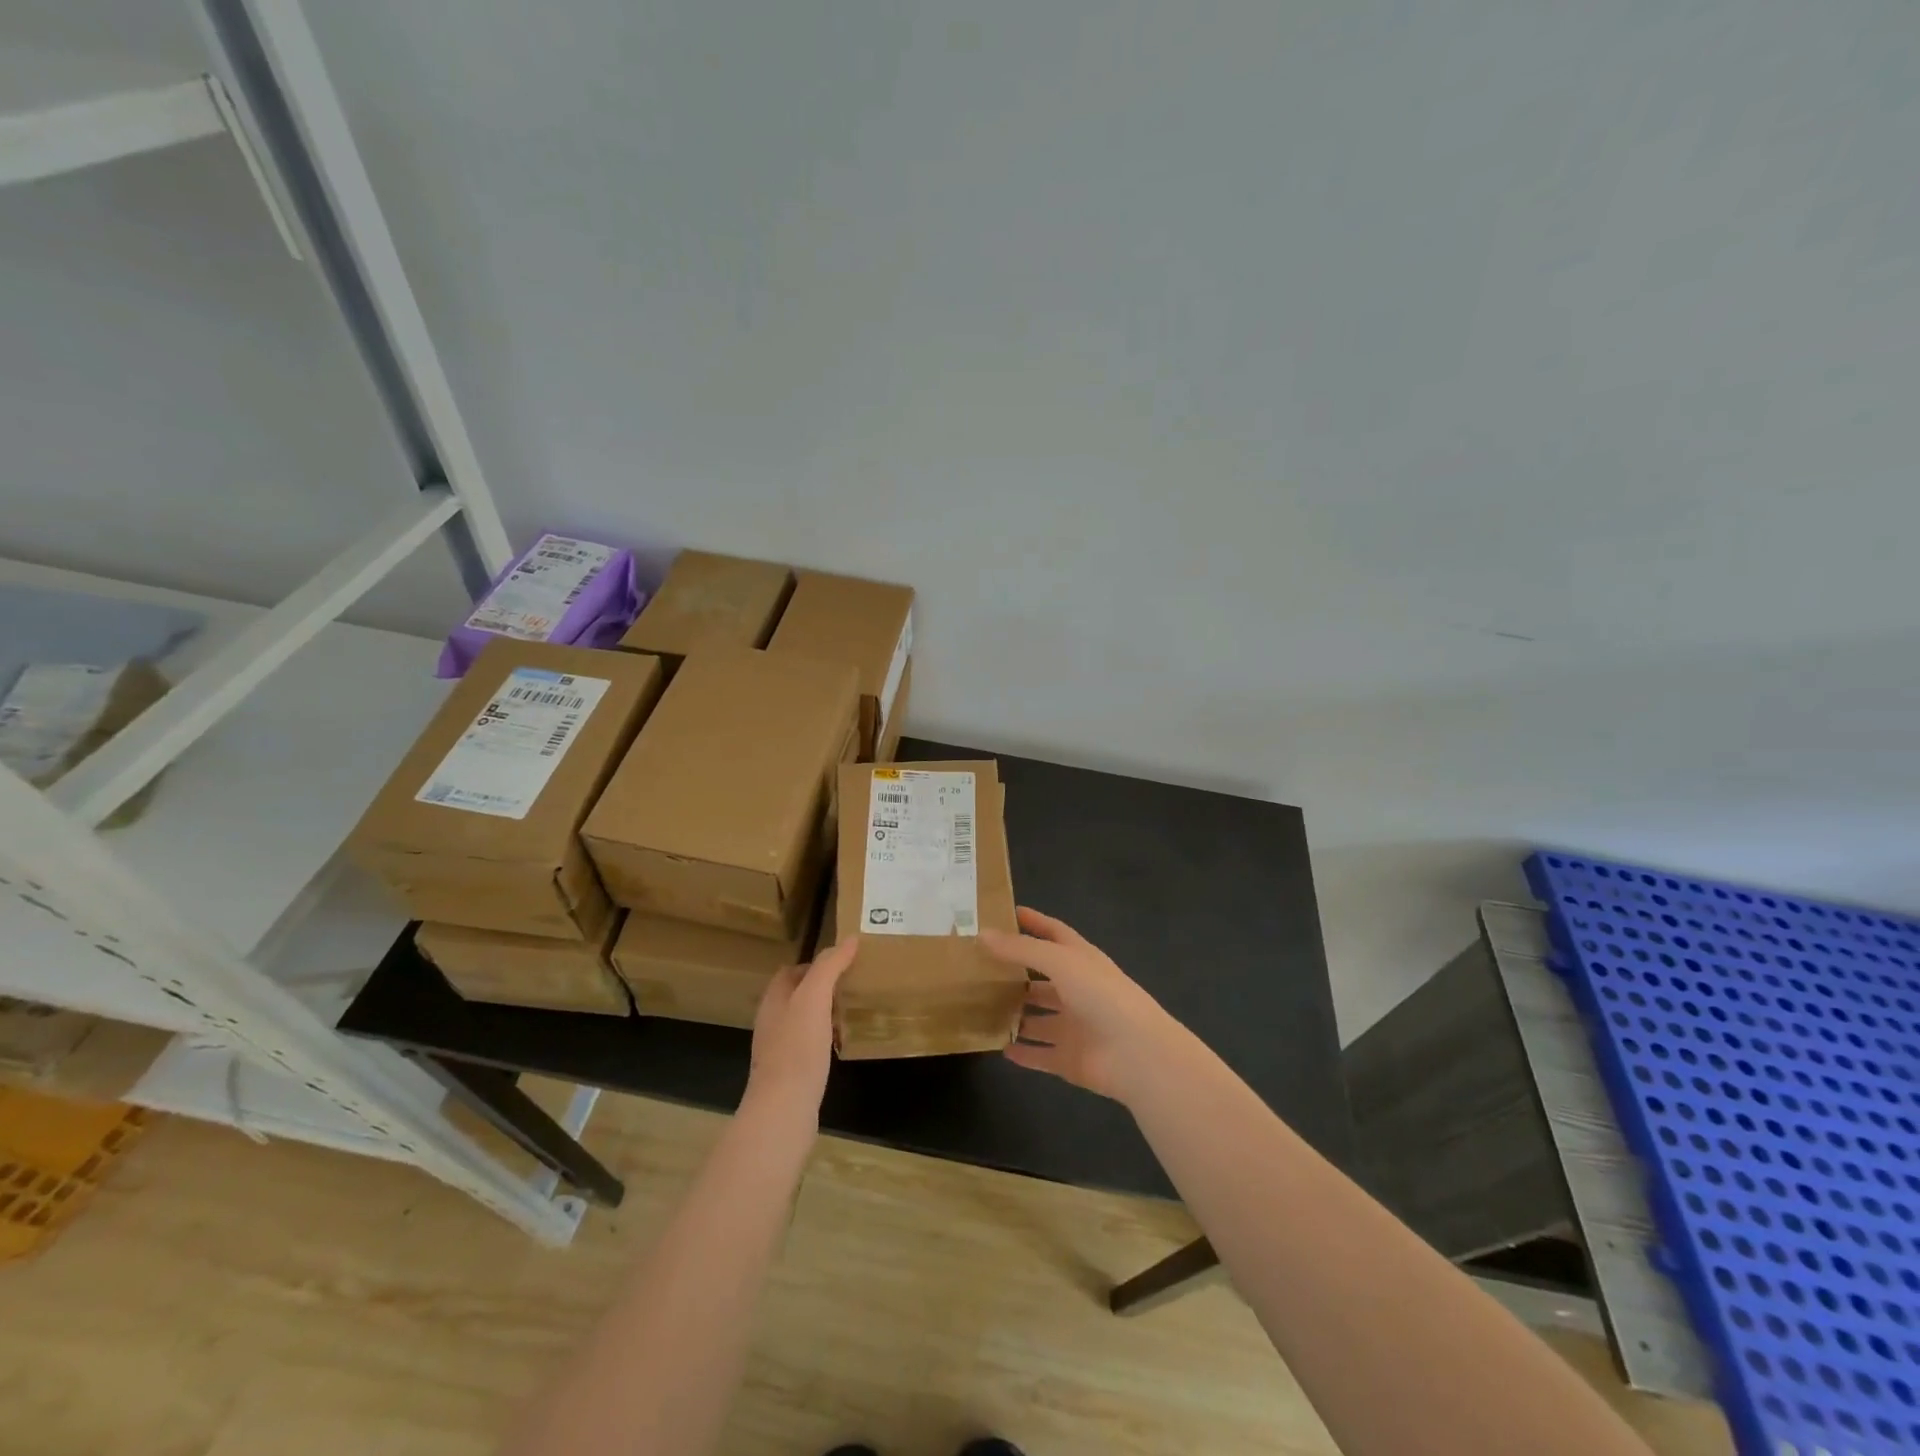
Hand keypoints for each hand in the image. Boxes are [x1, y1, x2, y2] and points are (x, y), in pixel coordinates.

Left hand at [744, 936, 857, 1118]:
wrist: (783, 1110)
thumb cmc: (797, 1049)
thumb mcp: (814, 998)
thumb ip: (829, 967)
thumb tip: (849, 939)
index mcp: (773, 1000)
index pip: (790, 971)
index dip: (815, 963)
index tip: (844, 962)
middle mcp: (772, 1022)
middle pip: (796, 995)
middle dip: (821, 987)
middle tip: (853, 983)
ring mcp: (779, 1050)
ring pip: (803, 1021)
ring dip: (824, 1013)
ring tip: (851, 1009)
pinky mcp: (791, 1073)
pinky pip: (809, 1046)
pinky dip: (825, 1038)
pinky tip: (842, 1043)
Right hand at [981, 908, 1176, 1103]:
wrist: (1137, 1055)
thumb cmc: (1101, 995)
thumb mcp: (1059, 961)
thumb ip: (1021, 949)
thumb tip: (981, 933)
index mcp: (1081, 960)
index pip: (1054, 933)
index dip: (1033, 922)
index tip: (1005, 913)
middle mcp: (1078, 990)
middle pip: (1043, 979)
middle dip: (1016, 973)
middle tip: (980, 968)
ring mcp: (1075, 1027)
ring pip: (1040, 1018)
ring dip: (1017, 1014)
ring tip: (982, 1008)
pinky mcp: (1070, 1059)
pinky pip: (1041, 1054)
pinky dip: (1023, 1052)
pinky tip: (999, 1047)